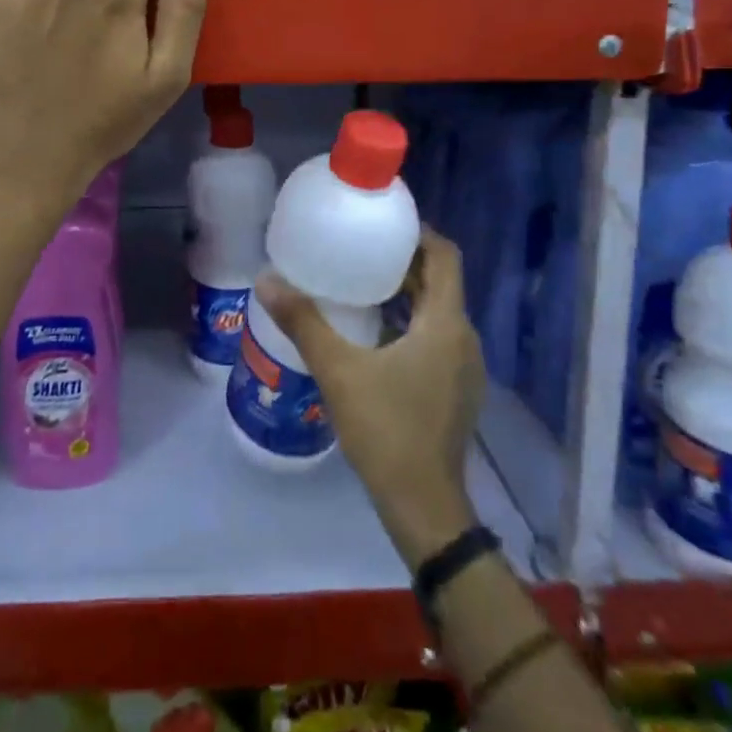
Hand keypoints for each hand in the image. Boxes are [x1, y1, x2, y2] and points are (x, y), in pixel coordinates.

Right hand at [255, 228, 483, 566]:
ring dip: (407, 292)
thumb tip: (267, 280)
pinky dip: (410, 321)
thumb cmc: (387, 431)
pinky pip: (436, 336)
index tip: (382, 223)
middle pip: (440, 281)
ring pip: (438, 311)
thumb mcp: (339, 371)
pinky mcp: (456, 389)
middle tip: (360, 248)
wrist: (424, 508)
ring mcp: (464, 367)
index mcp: (446, 324)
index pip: (445, 256)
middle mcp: (464, 338)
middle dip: (404, 260)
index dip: (418, 233)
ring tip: (361, 282)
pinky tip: (374, 331)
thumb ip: (303, 323)